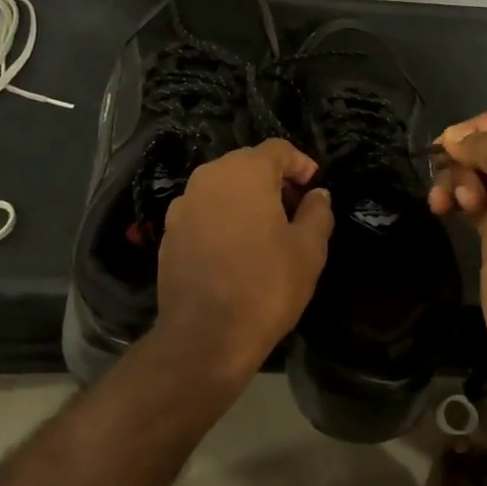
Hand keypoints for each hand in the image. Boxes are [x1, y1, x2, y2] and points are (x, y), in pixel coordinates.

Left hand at [153, 139, 333, 384]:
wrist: (205, 336)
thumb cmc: (266, 286)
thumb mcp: (309, 250)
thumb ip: (317, 213)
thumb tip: (318, 195)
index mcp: (245, 172)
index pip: (277, 149)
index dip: (300, 163)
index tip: (313, 187)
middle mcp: (208, 178)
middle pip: (246, 164)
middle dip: (272, 179)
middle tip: (294, 209)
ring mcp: (183, 205)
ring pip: (221, 187)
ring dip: (245, 198)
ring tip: (265, 230)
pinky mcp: (169, 233)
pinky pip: (202, 212)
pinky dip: (221, 218)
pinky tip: (235, 249)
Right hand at [430, 107, 486, 369]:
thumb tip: (453, 137)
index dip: (476, 128)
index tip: (450, 148)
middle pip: (485, 145)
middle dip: (462, 160)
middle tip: (459, 189)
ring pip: (472, 172)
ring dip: (452, 181)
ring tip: (445, 205)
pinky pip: (467, 198)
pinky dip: (452, 199)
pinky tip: (441, 211)